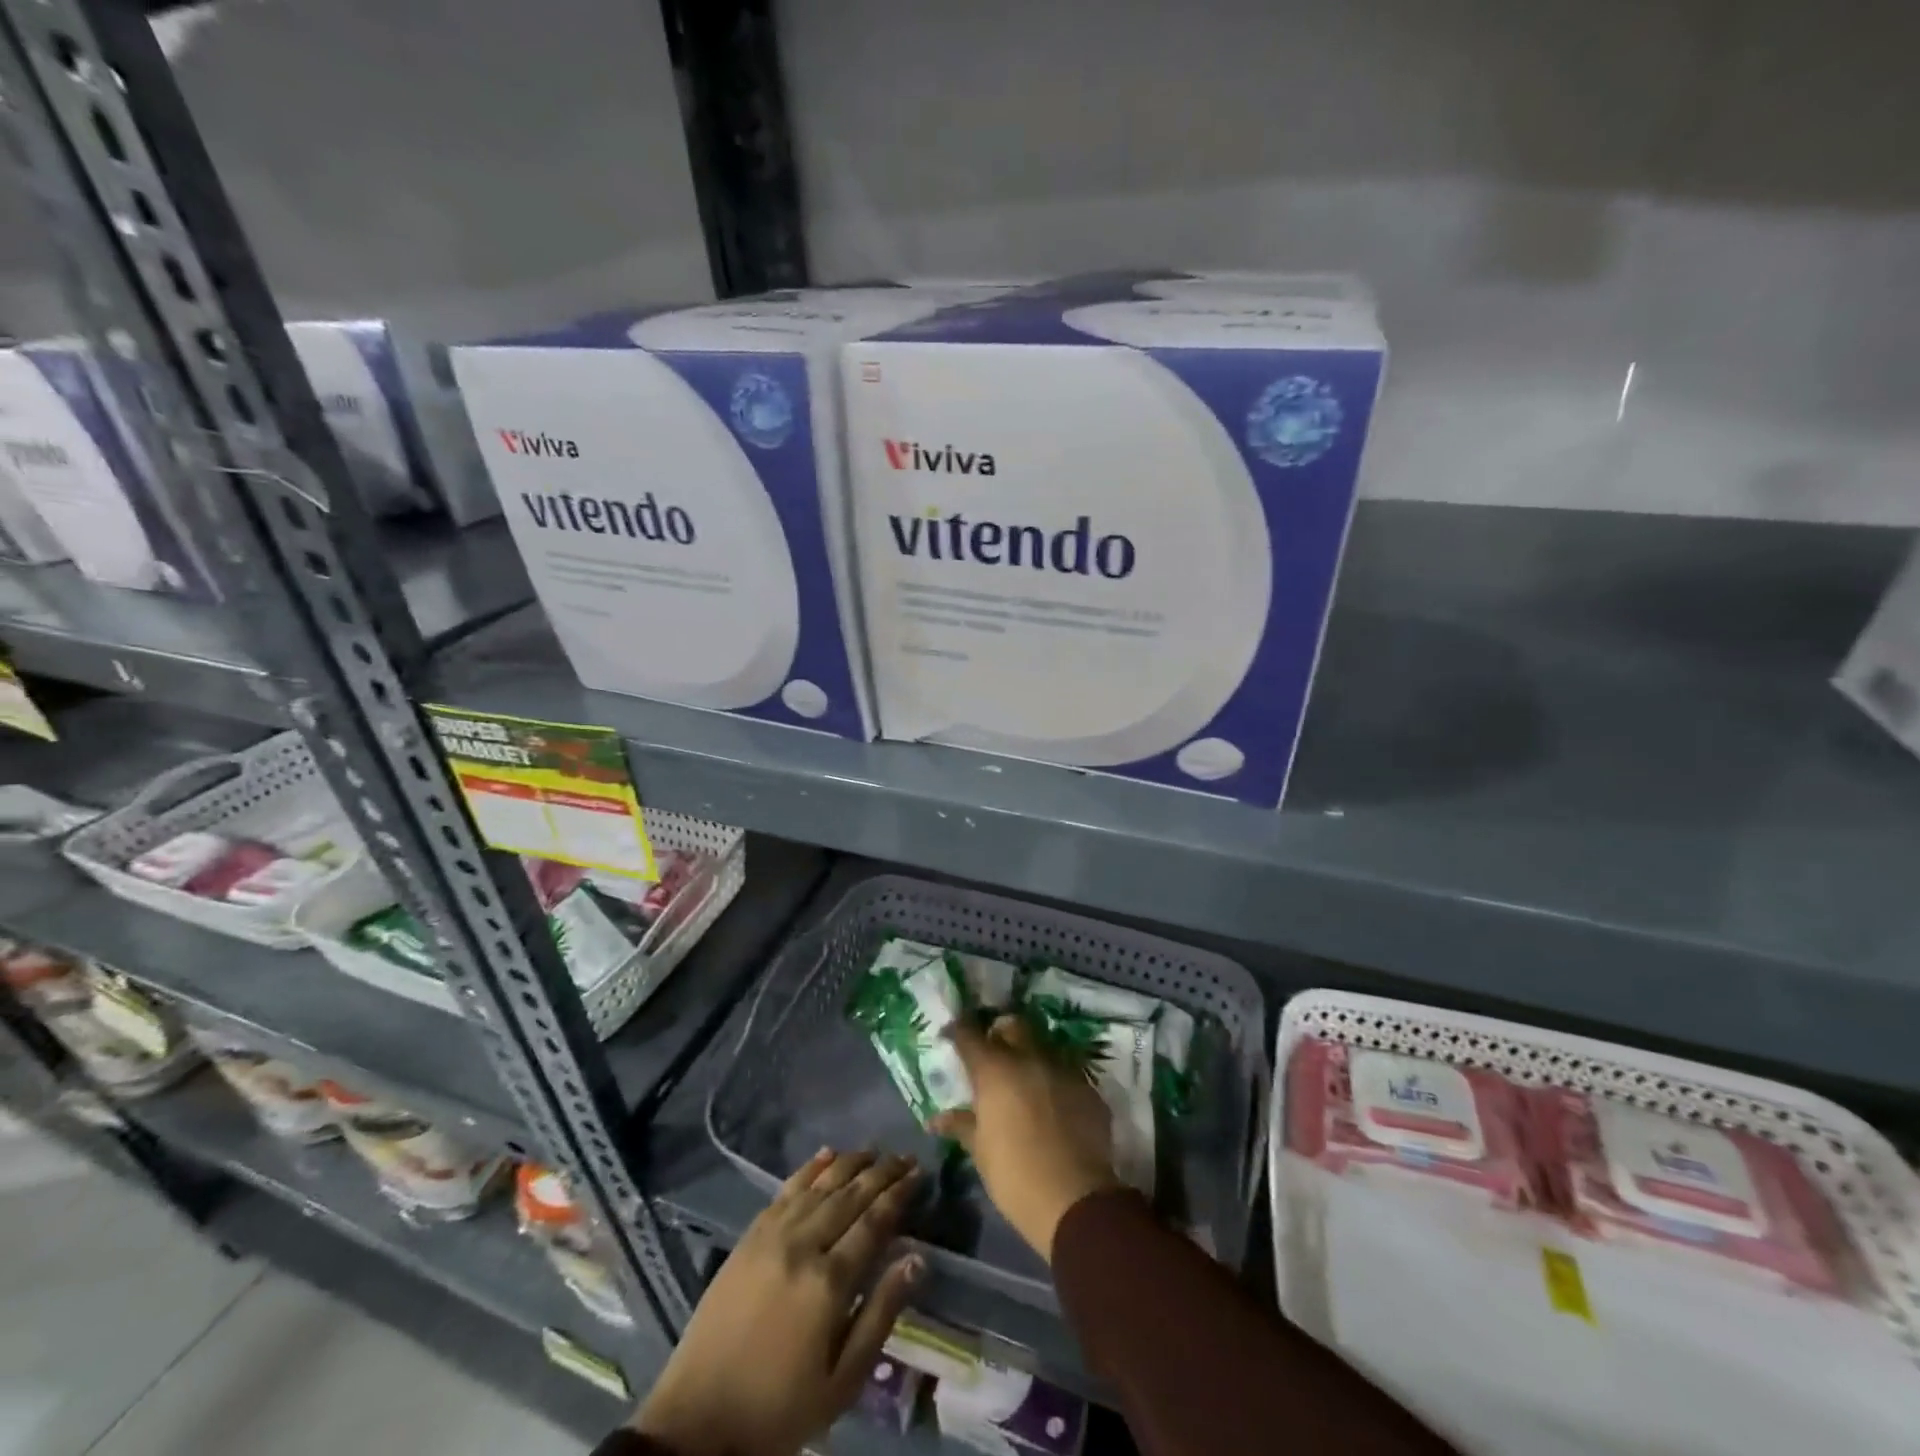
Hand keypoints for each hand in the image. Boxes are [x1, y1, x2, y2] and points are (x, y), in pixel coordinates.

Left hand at [634, 1149, 922, 1455]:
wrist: (698, 1420)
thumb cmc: (779, 1408)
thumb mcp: (842, 1382)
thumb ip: (881, 1315)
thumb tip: (917, 1259)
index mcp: (828, 1282)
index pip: (874, 1222)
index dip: (899, 1194)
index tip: (919, 1173)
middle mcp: (802, 1245)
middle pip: (850, 1195)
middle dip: (882, 1172)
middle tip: (906, 1156)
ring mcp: (772, 1235)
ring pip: (820, 1184)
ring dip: (850, 1163)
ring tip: (874, 1150)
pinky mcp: (749, 1236)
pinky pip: (786, 1189)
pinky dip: (810, 1168)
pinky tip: (826, 1154)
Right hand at [932, 1015, 1121, 1261]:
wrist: (1075, 1200)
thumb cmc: (1015, 1176)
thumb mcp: (980, 1151)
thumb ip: (961, 1125)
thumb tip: (937, 1119)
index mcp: (996, 1070)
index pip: (970, 1035)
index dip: (959, 1031)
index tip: (952, 1036)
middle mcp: (1030, 1059)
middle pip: (1012, 1026)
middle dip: (999, 1032)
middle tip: (992, 1053)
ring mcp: (1063, 1070)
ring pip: (1043, 1047)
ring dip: (1030, 1056)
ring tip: (1024, 1081)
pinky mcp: (1089, 1089)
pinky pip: (1067, 1074)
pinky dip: (1055, 1082)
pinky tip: (1053, 1105)